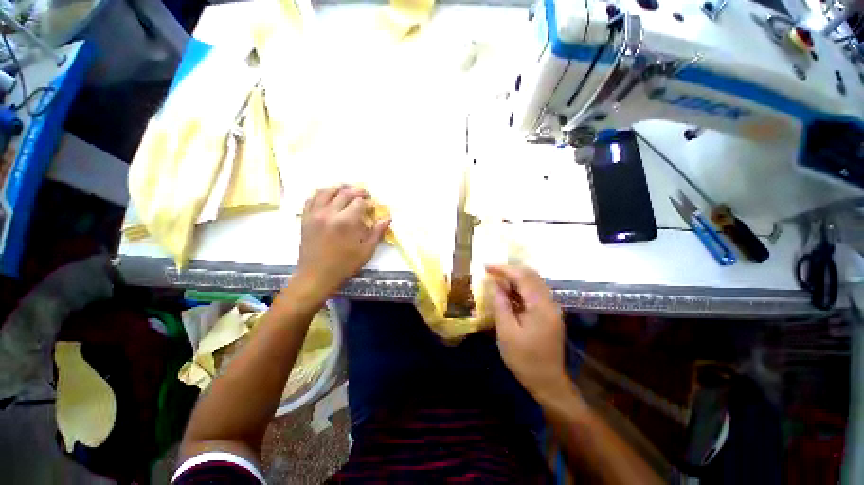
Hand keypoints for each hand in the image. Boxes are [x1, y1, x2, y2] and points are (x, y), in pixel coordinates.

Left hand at [295, 185, 389, 298]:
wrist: (316, 275)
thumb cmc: (344, 265)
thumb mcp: (366, 251)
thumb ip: (377, 232)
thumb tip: (387, 218)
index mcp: (346, 222)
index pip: (359, 202)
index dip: (368, 202)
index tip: (372, 206)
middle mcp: (330, 213)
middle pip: (344, 193)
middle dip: (357, 191)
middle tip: (364, 194)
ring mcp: (315, 215)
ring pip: (326, 191)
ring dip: (339, 187)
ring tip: (347, 189)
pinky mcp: (306, 218)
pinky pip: (311, 199)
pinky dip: (321, 193)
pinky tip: (327, 194)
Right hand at [486, 265, 570, 403]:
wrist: (548, 382)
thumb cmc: (524, 359)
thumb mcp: (507, 332)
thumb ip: (500, 304)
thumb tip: (492, 283)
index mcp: (541, 306)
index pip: (523, 276)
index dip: (503, 269)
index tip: (486, 267)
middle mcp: (550, 302)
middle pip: (531, 276)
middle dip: (509, 271)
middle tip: (490, 273)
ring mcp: (551, 308)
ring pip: (533, 283)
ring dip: (514, 279)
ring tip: (496, 282)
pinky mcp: (549, 314)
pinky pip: (534, 293)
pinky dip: (519, 289)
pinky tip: (508, 294)